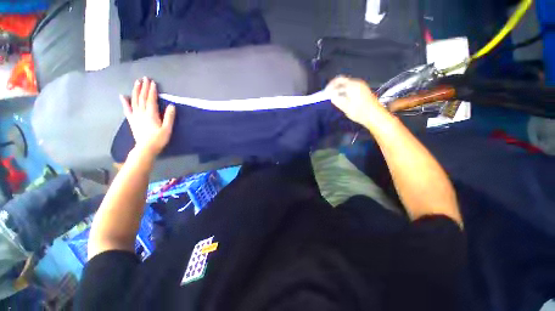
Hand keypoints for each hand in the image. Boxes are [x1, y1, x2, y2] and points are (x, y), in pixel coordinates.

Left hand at [120, 77, 175, 157]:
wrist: (146, 148)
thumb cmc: (159, 139)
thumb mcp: (167, 129)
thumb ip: (169, 117)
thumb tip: (171, 105)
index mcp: (151, 114)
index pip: (151, 99)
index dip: (152, 90)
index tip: (152, 82)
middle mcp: (142, 112)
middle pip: (142, 98)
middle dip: (143, 87)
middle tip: (144, 78)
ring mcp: (135, 116)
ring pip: (134, 101)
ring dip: (135, 91)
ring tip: (136, 83)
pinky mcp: (132, 120)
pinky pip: (127, 109)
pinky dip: (124, 102)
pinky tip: (122, 96)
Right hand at [325, 76, 387, 125]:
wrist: (375, 116)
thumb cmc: (360, 112)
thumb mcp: (346, 108)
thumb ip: (337, 100)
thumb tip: (331, 96)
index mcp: (352, 86)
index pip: (338, 81)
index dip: (330, 86)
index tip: (325, 93)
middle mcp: (357, 83)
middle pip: (342, 80)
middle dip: (334, 87)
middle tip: (328, 94)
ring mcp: (361, 86)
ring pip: (346, 83)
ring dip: (339, 89)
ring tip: (333, 97)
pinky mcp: (363, 90)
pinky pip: (351, 87)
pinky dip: (344, 90)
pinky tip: (342, 97)